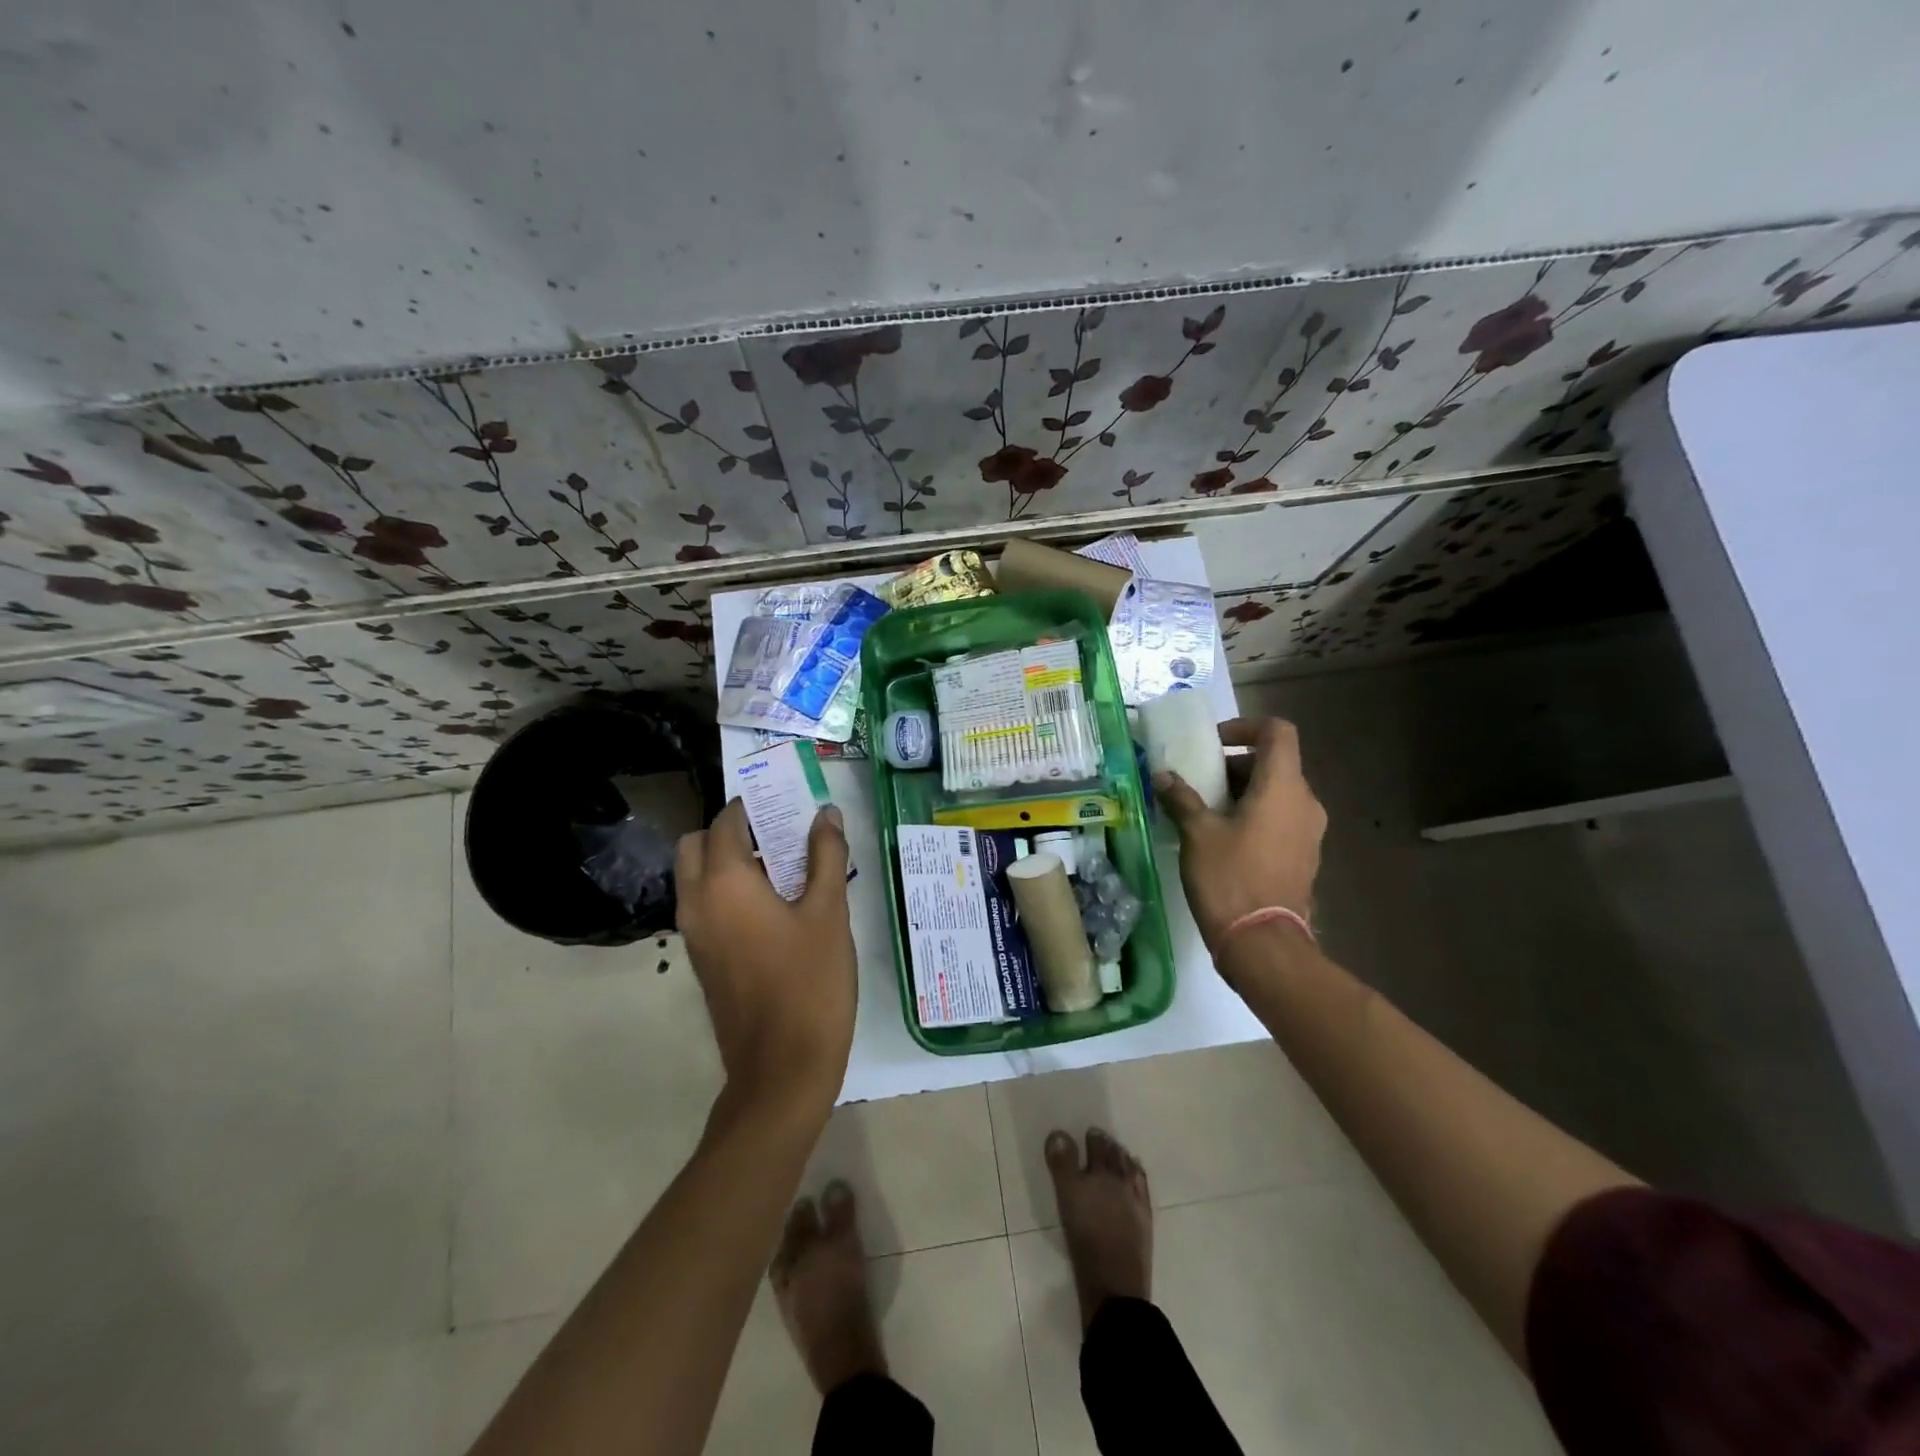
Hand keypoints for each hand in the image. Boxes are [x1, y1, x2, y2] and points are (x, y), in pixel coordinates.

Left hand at [675, 799, 855, 1113]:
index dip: (753, 806)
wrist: (782, 1067)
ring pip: (696, 876)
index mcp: (724, 882)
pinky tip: (773, 907)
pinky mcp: (701, 959)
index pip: (726, 821)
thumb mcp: (829, 912)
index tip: (786, 804)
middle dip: (731, 831)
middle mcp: (697, 901)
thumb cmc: (810, 982)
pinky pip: (703, 905)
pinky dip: (725, 891)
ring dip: (727, 861)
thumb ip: (826, 856)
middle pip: (698, 844)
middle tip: (778, 836)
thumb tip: (825, 814)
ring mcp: (694, 934)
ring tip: (782, 869)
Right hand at [1154, 717, 1326, 954]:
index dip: (1246, 726)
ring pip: (1277, 793)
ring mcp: (1309, 832)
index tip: (1214, 743)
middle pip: (1274, 763)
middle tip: (1199, 781)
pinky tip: (1223, 839)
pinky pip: (1280, 819)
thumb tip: (1163, 776)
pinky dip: (1255, 815)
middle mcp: (1305, 802)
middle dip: (1235, 765)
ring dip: (1243, 792)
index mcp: (1283, 787)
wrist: (1263, 944)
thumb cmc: (1230, 878)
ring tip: (1205, 811)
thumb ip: (1182, 798)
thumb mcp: (1197, 833)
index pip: (1278, 732)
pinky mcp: (1304, 856)